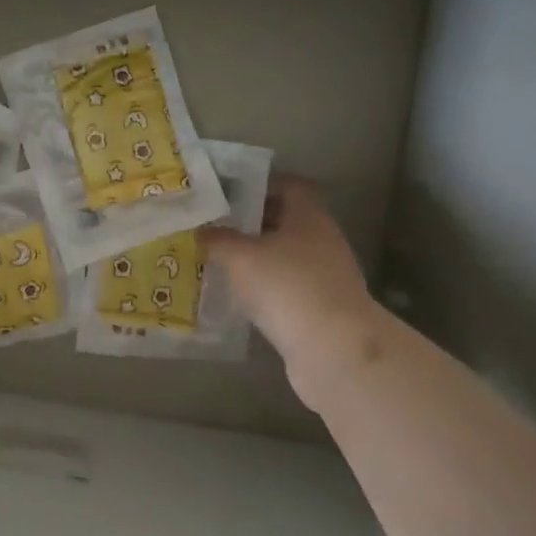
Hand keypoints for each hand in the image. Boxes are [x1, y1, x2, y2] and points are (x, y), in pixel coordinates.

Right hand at [204, 178, 395, 409]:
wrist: (333, 350)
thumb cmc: (286, 286)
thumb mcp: (240, 256)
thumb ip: (218, 238)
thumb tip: (202, 230)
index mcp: (309, 215)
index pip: (288, 185)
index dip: (259, 185)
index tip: (228, 194)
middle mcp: (322, 240)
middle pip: (285, 221)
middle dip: (251, 223)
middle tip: (215, 227)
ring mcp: (324, 276)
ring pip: (284, 256)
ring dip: (256, 258)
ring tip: (219, 261)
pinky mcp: (320, 309)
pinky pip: (286, 288)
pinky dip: (264, 288)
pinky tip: (238, 297)